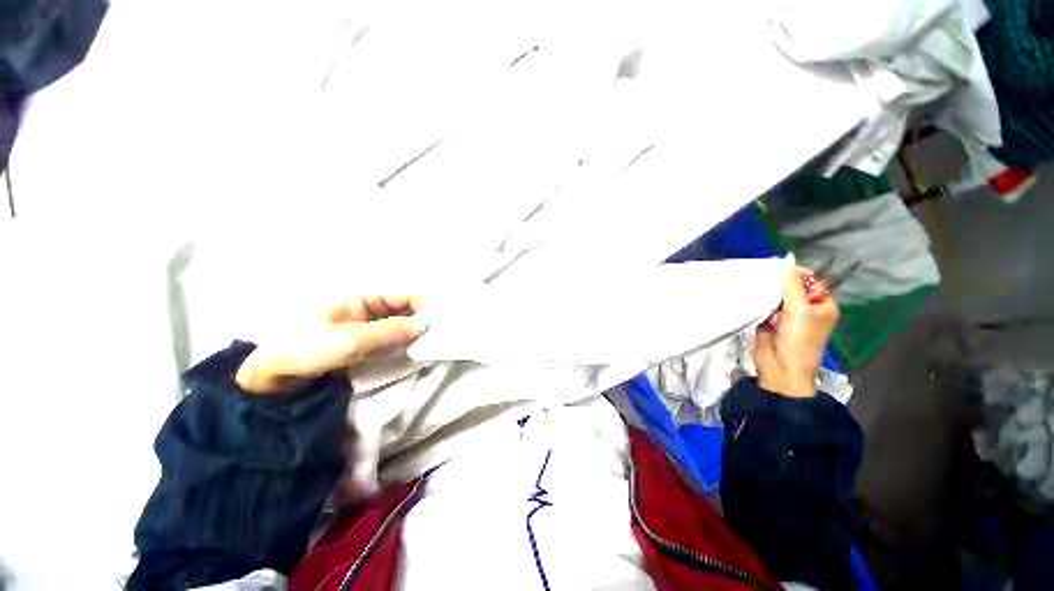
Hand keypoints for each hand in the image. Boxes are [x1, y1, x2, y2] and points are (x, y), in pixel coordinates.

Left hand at [235, 296, 427, 394]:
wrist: (274, 377)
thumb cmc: (306, 349)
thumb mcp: (351, 340)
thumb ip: (391, 330)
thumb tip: (426, 323)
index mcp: (360, 296)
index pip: (400, 294)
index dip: (422, 302)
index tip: (443, 315)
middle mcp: (366, 306)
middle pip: (402, 306)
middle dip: (422, 315)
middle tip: (444, 328)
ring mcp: (366, 323)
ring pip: (399, 320)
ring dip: (416, 328)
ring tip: (438, 336)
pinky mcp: (365, 339)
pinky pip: (391, 334)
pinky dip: (405, 338)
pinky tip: (419, 344)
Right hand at [754, 267, 838, 397]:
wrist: (780, 367)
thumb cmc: (798, 339)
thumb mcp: (799, 310)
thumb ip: (792, 285)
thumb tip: (789, 258)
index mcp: (822, 304)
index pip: (810, 279)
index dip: (795, 273)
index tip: (776, 271)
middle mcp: (805, 308)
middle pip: (790, 287)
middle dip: (777, 282)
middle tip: (761, 277)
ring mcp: (785, 315)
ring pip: (774, 296)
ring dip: (765, 292)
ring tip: (752, 286)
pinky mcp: (768, 321)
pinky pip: (762, 305)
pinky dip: (756, 301)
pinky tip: (747, 296)